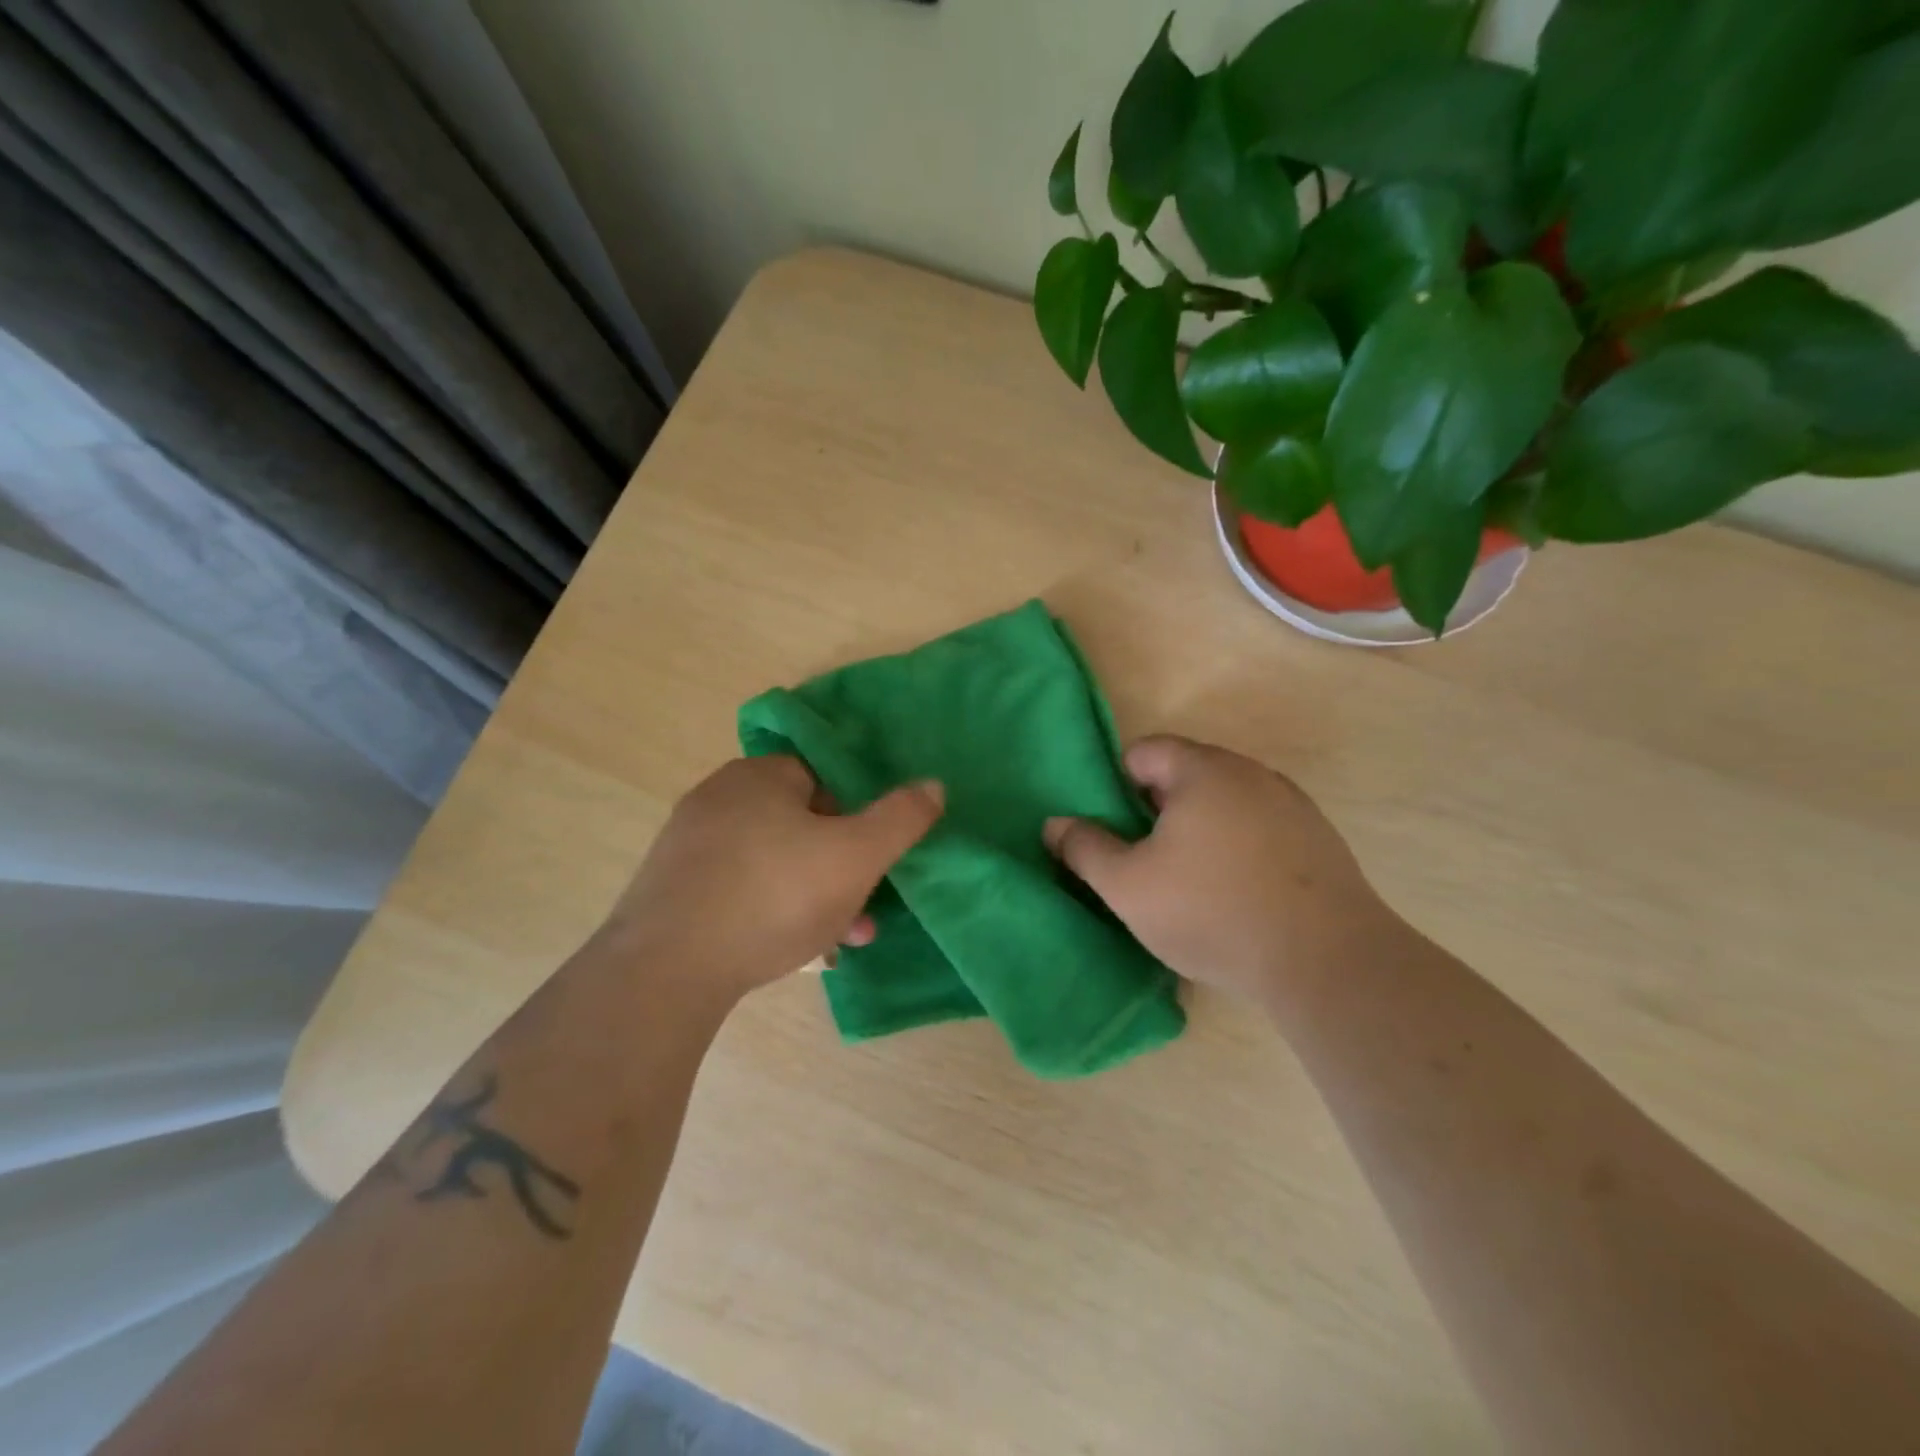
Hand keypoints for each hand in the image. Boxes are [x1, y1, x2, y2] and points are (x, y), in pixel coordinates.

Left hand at [601, 756, 942, 1001]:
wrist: (666, 970)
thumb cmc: (775, 897)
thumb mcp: (857, 855)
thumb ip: (901, 817)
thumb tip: (934, 784)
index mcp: (760, 775)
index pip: (824, 779)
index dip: (856, 816)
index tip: (871, 858)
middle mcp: (719, 798)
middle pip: (800, 824)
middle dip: (839, 866)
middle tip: (863, 909)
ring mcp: (689, 844)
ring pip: (773, 862)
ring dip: (812, 895)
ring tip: (841, 940)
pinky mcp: (670, 889)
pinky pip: (739, 889)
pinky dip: (770, 910)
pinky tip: (790, 949)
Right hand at [1045, 735, 1392, 1002]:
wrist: (1326, 961)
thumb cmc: (1211, 911)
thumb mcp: (1128, 886)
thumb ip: (1085, 849)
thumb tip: (1054, 824)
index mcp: (1202, 770)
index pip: (1146, 751)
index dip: (1119, 785)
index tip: (1116, 831)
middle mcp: (1251, 773)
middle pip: (1187, 774)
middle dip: (1159, 809)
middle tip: (1147, 859)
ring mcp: (1292, 804)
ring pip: (1226, 802)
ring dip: (1201, 828)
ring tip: (1192, 880)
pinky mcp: (1319, 839)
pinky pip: (1261, 827)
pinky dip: (1240, 846)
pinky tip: (1239, 892)